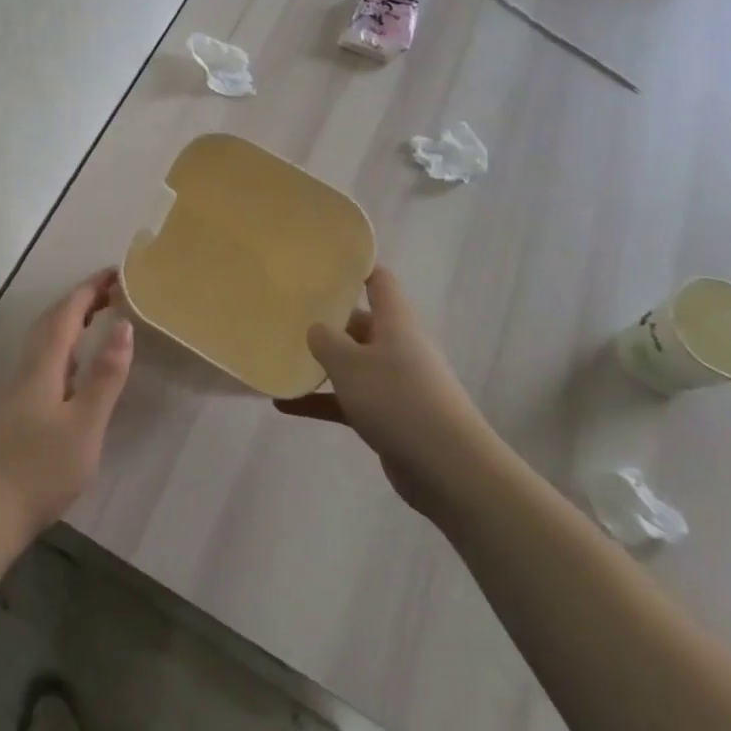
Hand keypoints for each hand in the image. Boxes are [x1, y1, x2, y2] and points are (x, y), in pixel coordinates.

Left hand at [0, 268, 133, 550]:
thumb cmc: (39, 469)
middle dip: (79, 301)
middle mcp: (25, 369)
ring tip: (96, 320)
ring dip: (69, 324)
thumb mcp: (84, 425)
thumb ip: (105, 377)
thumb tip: (124, 325)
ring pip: (43, 343)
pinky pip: (42, 363)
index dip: (89, 289)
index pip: (67, 313)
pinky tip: (72, 372)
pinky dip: (63, 350)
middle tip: (110, 292)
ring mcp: (16, 391)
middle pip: (51, 322)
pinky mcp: (13, 413)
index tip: (114, 272)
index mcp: (42, 366)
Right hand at [275, 266, 505, 516]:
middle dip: (326, 319)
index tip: (323, 261)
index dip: (356, 267)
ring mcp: (395, 384)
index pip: (379, 281)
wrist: (449, 470)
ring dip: (321, 364)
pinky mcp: (390, 417)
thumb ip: (325, 340)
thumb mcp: (350, 364)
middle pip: (359, 323)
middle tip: (286, 312)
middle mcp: (398, 347)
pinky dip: (321, 401)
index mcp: (395, 324)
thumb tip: (315, 328)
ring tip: (281, 357)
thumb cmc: (398, 401)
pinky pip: (349, 400)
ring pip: (352, 364)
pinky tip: (286, 406)